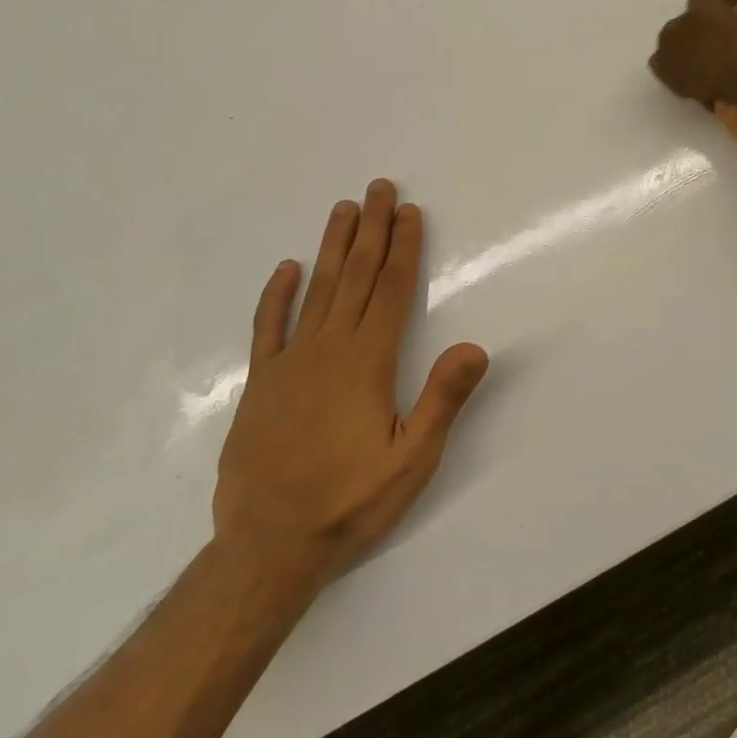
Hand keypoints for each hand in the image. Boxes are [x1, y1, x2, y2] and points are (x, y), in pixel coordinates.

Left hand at [213, 180, 488, 584]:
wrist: (267, 549)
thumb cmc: (350, 503)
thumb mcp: (412, 461)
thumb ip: (442, 401)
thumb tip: (476, 347)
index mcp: (367, 363)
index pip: (389, 290)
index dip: (403, 248)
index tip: (409, 211)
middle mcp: (328, 350)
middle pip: (355, 277)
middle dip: (371, 230)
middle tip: (378, 188)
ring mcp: (289, 364)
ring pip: (316, 291)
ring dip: (332, 247)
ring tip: (343, 209)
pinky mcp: (261, 385)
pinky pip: (268, 328)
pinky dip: (277, 296)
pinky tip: (286, 269)